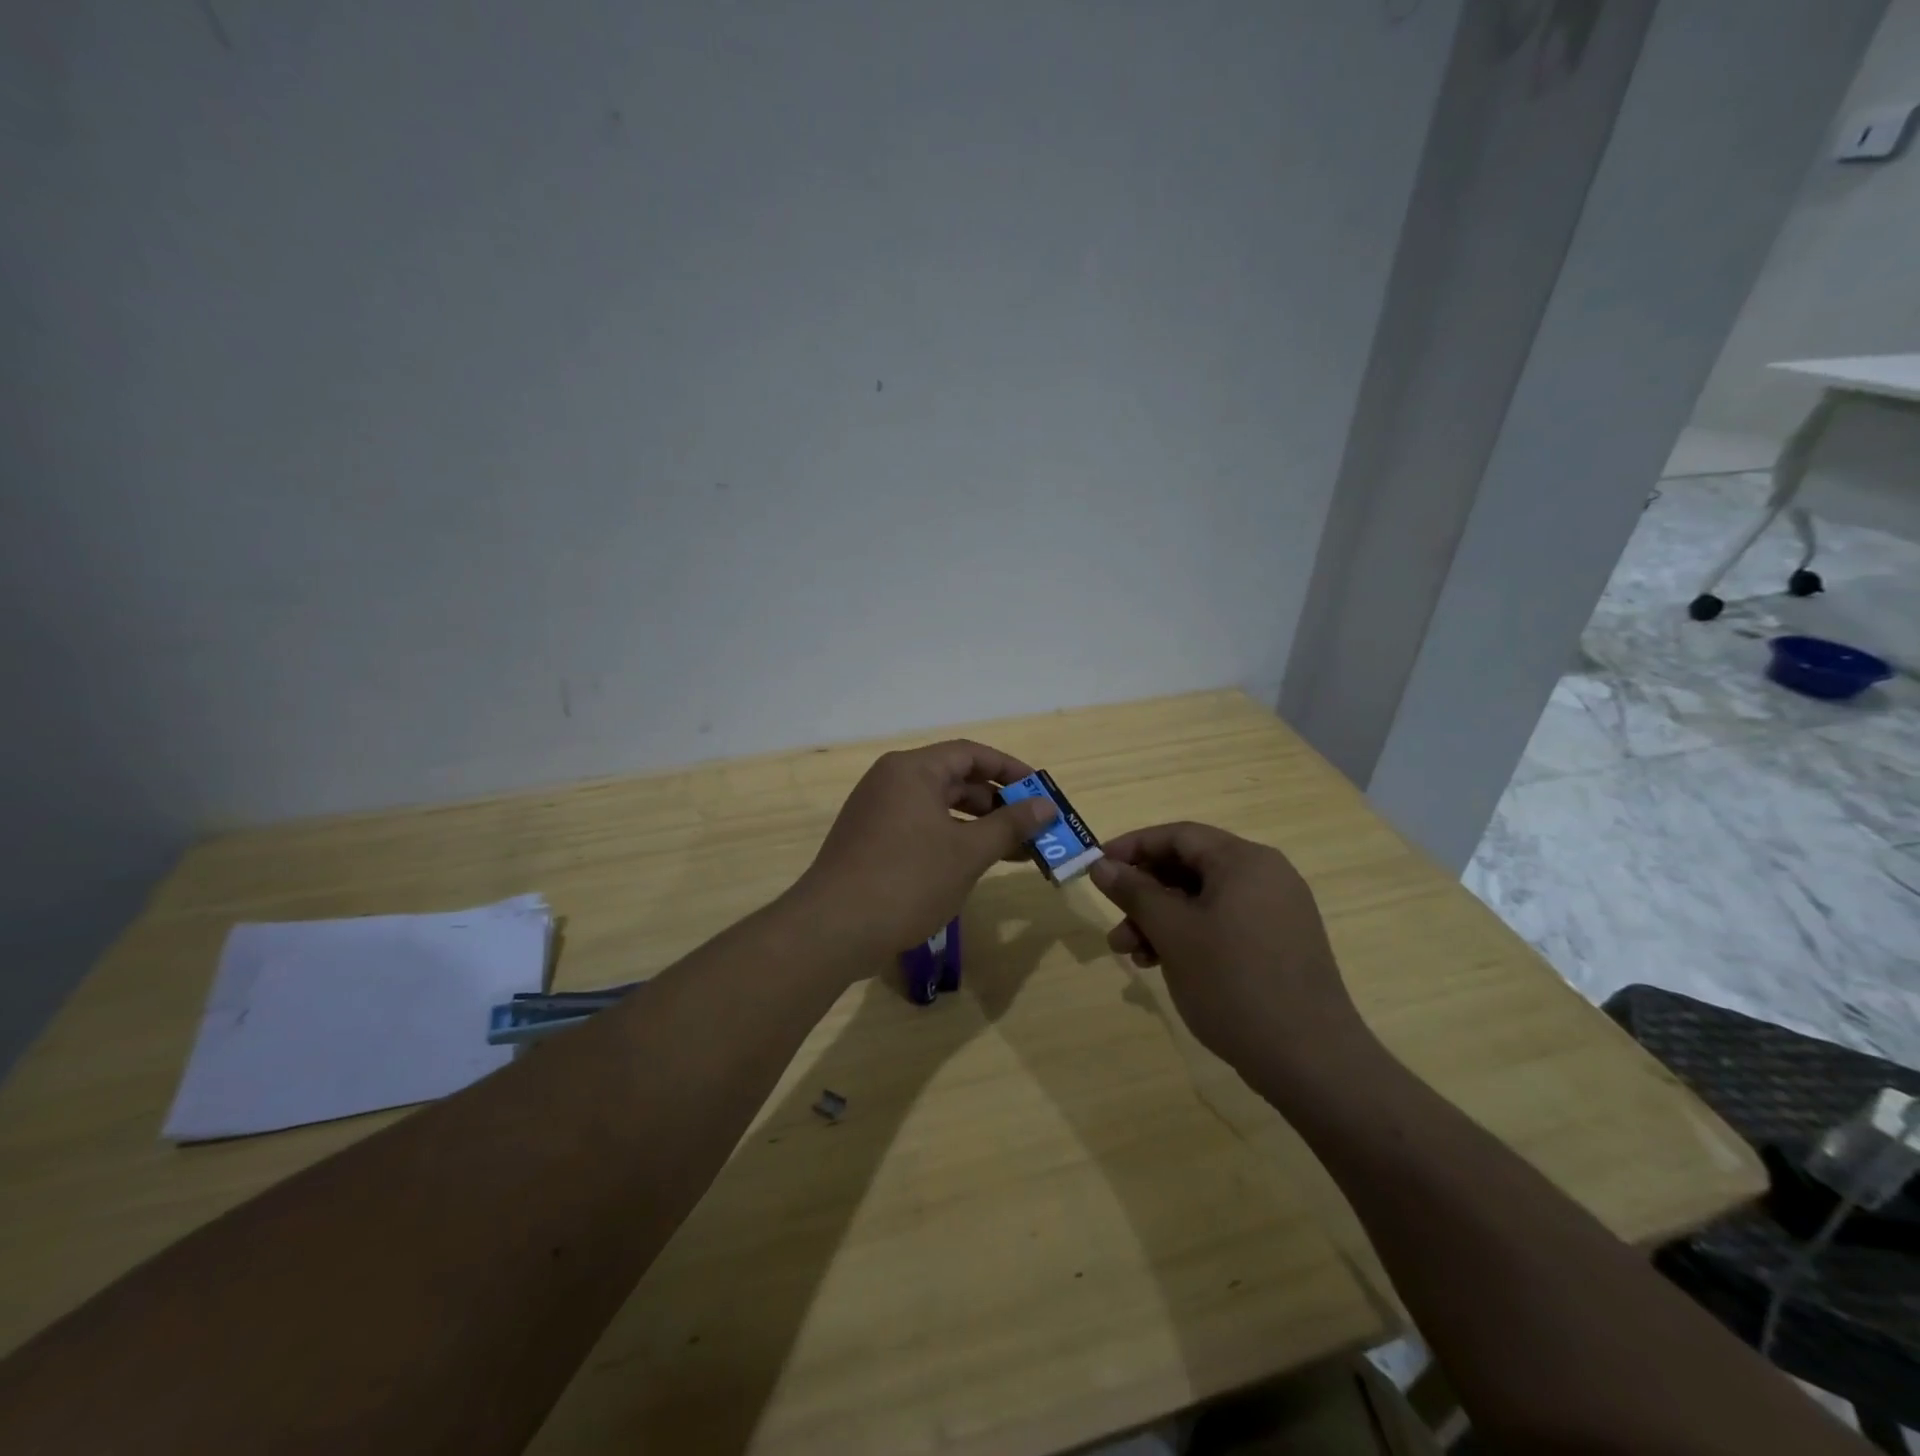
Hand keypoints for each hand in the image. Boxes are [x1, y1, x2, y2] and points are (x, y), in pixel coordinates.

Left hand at [795, 740, 1057, 960]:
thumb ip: (1010, 826)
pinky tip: (973, 865)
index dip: (1010, 770)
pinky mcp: (870, 841)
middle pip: (955, 780)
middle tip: (1033, 828)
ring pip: (938, 808)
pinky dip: (950, 840)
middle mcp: (891, 781)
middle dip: (997, 804)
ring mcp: (876, 812)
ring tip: (1014, 852)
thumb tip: (1046, 806)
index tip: (1040, 792)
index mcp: (912, 770)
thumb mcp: (967, 852)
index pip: (970, 754)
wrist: (833, 928)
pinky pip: (920, 828)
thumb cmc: (907, 880)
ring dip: (977, 827)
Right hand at [1088, 822, 1371, 1089]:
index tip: (1097, 867)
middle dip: (1144, 894)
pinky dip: (1189, 937)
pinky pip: (1223, 924)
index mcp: (1244, 861)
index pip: (1178, 835)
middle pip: (1189, 868)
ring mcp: (1276, 912)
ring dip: (1161, 921)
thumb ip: (1134, 892)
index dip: (1132, 847)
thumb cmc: (1233, 983)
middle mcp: (1265, 876)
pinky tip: (1163, 965)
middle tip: (1113, 923)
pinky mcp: (1279, 945)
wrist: (1310, 1061)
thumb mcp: (1173, 932)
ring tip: (1132, 956)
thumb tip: (1101, 864)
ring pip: (1203, 900)